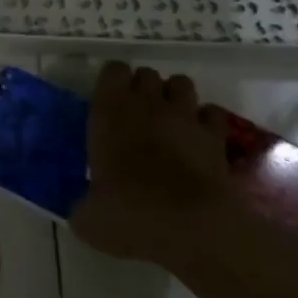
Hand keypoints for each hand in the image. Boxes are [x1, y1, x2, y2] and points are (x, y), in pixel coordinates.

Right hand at [71, 63, 231, 268]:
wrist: (191, 227)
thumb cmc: (131, 214)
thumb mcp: (90, 219)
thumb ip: (83, 206)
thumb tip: (81, 210)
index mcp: (110, 112)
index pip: (112, 70)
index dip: (112, 82)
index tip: (109, 102)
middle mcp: (147, 103)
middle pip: (147, 73)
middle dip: (144, 89)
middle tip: (138, 115)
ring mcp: (184, 116)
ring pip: (181, 83)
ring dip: (175, 97)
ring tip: (171, 120)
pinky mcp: (216, 136)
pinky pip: (212, 113)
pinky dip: (206, 121)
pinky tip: (200, 139)